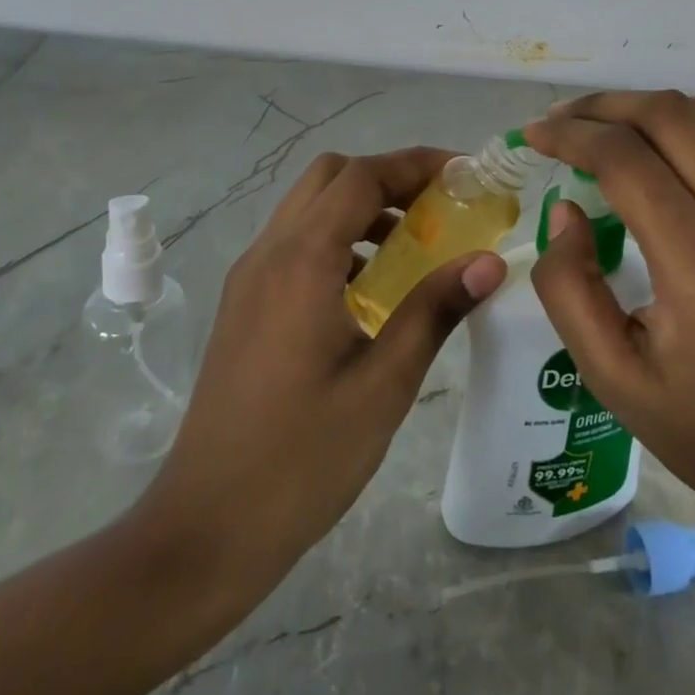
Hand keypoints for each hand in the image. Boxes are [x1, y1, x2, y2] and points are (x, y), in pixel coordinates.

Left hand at [130, 147, 505, 610]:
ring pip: (309, 207)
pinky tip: (370, 288)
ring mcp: (249, 277)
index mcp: (301, 261)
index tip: (465, 175)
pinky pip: (295, 242)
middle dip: (388, 177)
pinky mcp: (244, 304)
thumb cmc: (302, 460)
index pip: (362, 177)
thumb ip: (435, 310)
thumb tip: (489, 261)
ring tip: (414, 246)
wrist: (205, 530)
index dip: (416, 164)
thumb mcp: (383, 385)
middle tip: (440, 208)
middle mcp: (268, 252)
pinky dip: (338, 238)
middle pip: (330, 176)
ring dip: (362, 206)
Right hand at [524, 93, 694, 547]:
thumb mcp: (611, 378)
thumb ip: (569, 288)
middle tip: (561, 122)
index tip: (533, 135)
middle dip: (605, 106)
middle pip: (673, 117)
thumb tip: (566, 210)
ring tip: (607, 129)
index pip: (628, 161)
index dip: (571, 136)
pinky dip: (690, 126)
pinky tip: (659, 154)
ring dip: (651, 108)